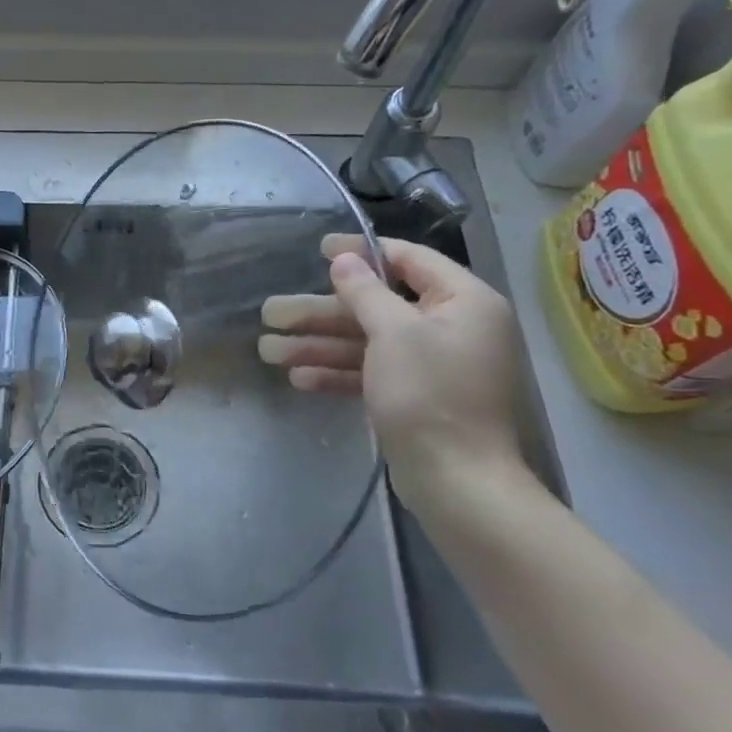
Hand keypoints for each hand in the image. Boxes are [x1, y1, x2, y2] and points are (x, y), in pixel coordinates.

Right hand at [259, 234, 524, 503]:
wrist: (457, 482)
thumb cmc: (429, 394)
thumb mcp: (394, 333)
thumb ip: (365, 291)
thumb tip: (344, 259)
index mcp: (463, 302)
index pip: (408, 260)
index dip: (362, 251)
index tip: (320, 249)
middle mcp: (451, 327)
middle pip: (376, 306)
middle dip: (321, 312)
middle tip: (272, 311)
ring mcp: (432, 365)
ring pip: (367, 342)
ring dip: (319, 344)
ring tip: (268, 349)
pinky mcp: (416, 396)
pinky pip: (373, 372)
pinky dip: (338, 373)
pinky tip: (298, 377)